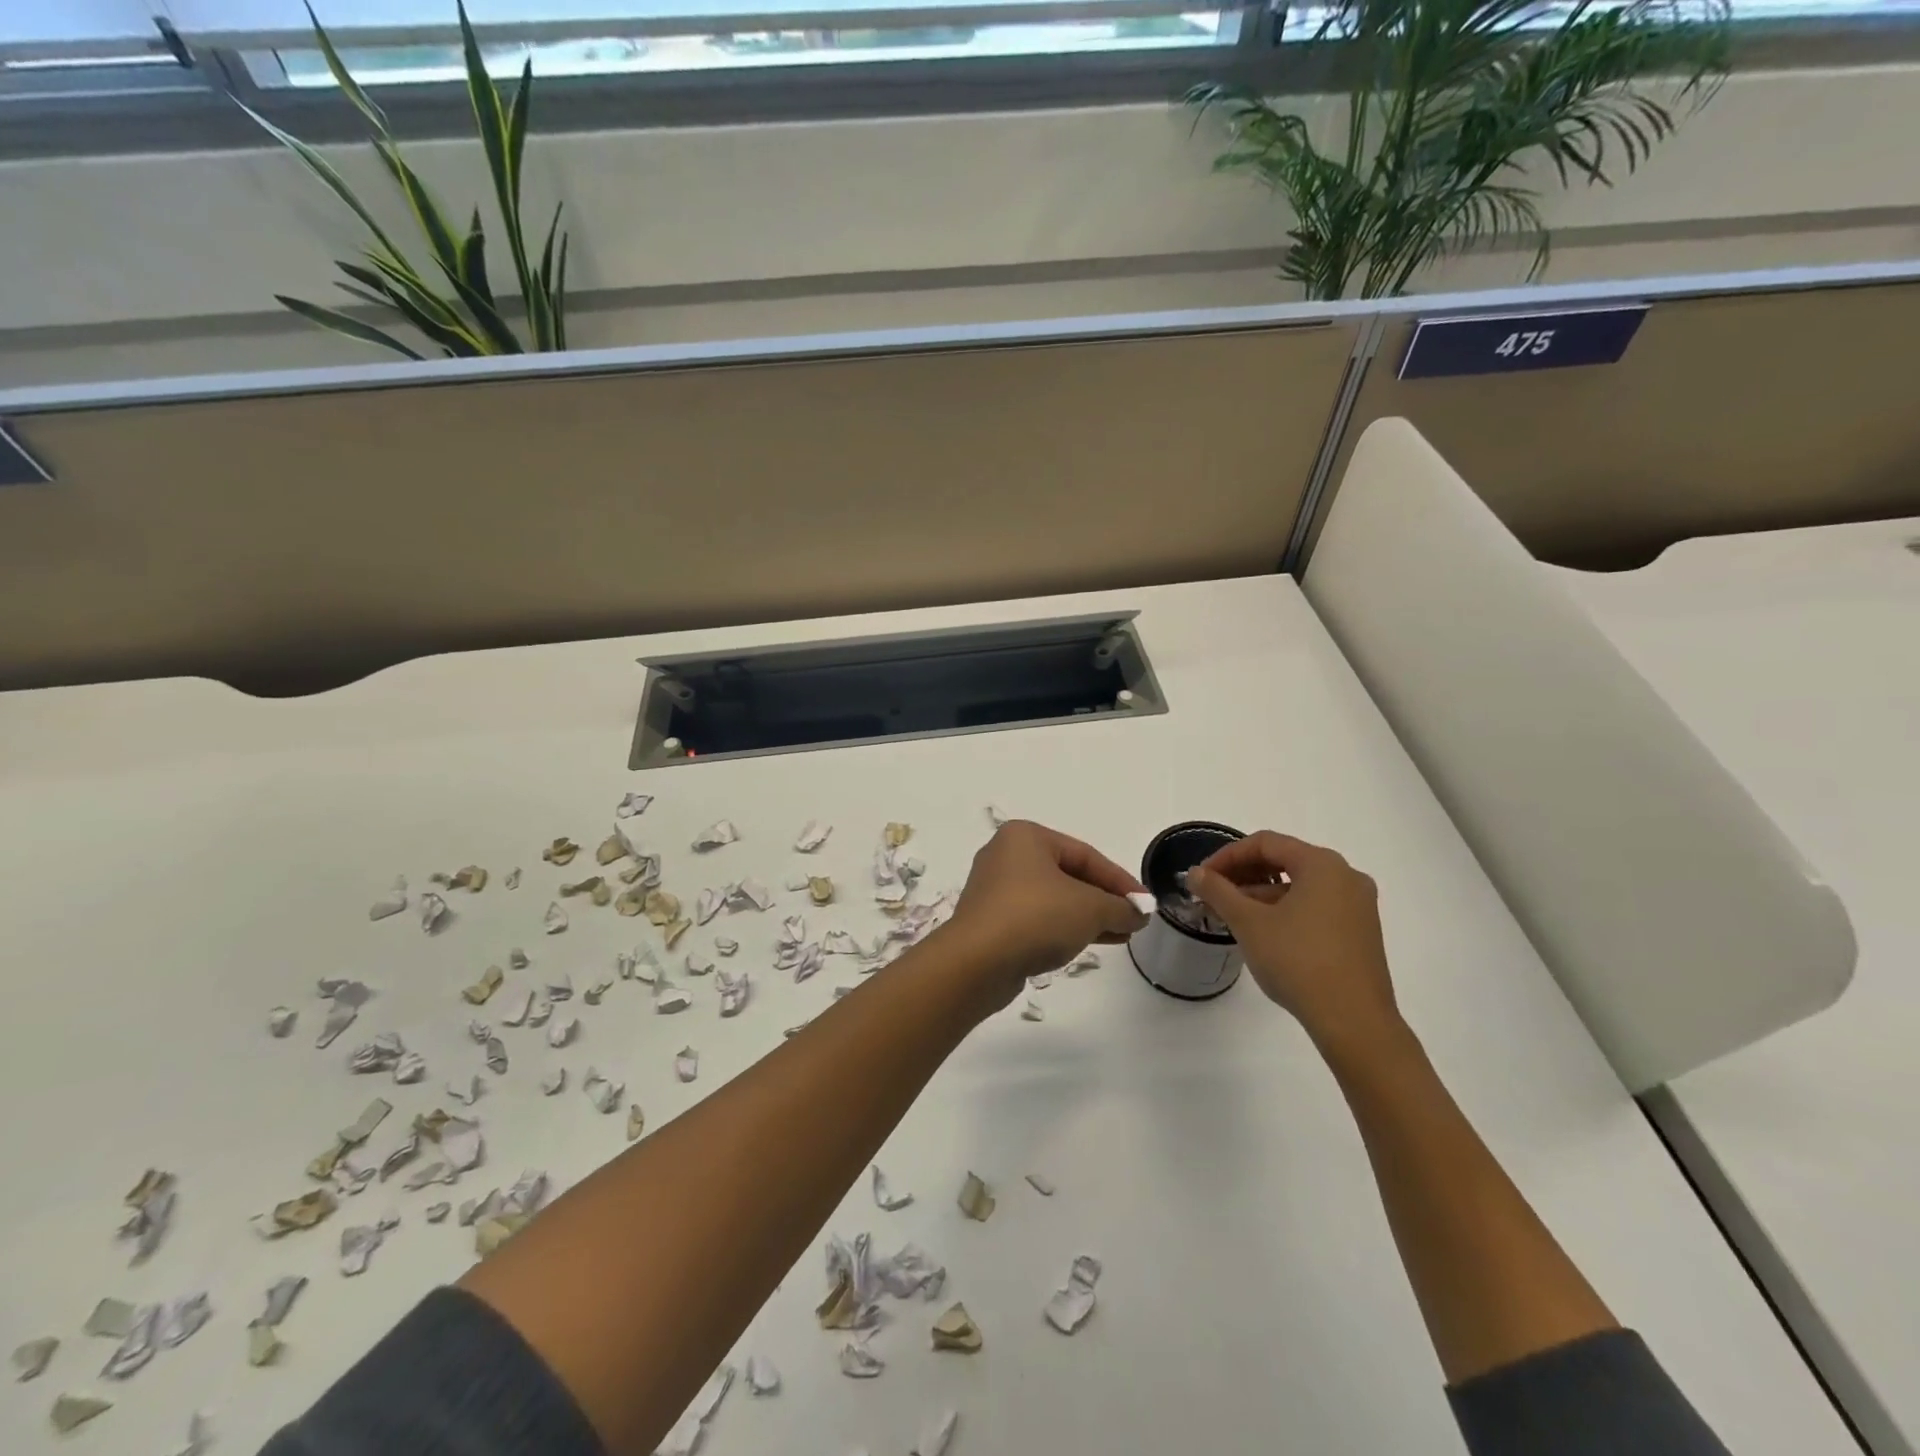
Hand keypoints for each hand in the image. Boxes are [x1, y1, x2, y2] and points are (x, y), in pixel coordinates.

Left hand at [946, 821, 1147, 1000]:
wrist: (976, 962)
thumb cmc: (1035, 917)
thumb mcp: (1090, 909)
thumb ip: (1119, 908)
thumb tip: (1138, 914)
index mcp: (1026, 837)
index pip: (1085, 854)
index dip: (1119, 880)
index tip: (1145, 904)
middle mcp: (1006, 855)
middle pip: (1068, 874)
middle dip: (1103, 899)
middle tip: (1132, 920)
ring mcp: (995, 889)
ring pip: (1052, 898)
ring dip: (1086, 916)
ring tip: (1119, 935)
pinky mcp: (990, 920)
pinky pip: (1035, 918)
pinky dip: (1062, 927)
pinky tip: (1086, 943)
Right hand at [1185, 832, 1402, 1054]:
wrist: (1353, 1021)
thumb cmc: (1297, 961)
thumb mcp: (1248, 922)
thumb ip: (1218, 891)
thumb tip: (1195, 873)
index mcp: (1322, 864)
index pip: (1265, 843)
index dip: (1227, 856)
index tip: (1202, 877)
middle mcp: (1346, 876)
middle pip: (1285, 860)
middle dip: (1244, 874)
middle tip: (1213, 894)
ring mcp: (1358, 905)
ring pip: (1300, 886)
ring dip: (1262, 894)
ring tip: (1232, 915)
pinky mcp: (1361, 932)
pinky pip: (1316, 906)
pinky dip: (1285, 910)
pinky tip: (1263, 932)